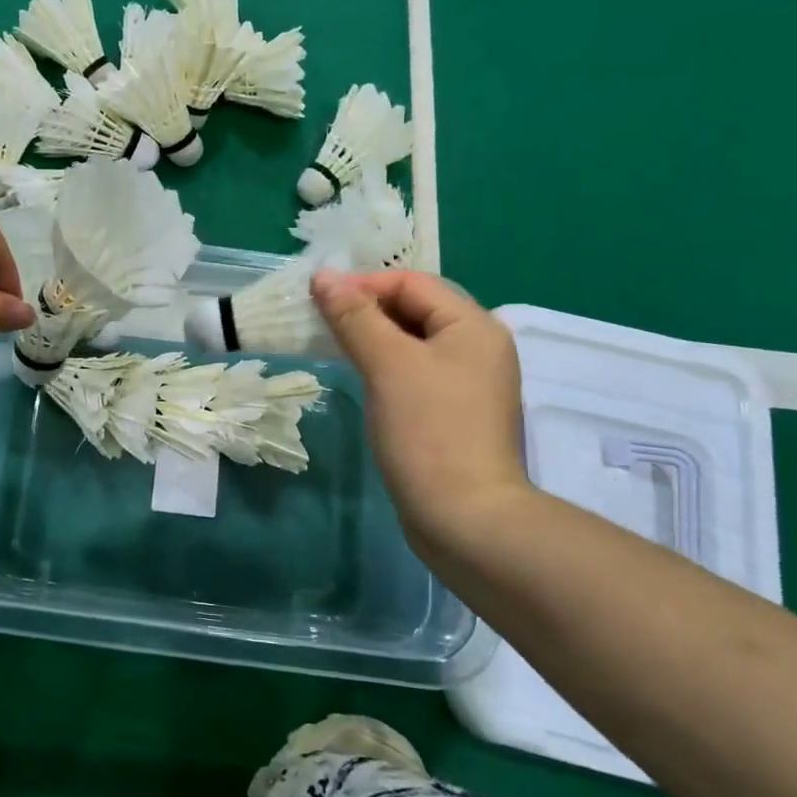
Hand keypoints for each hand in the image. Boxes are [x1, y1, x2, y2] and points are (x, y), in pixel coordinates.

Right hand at [311, 269, 531, 551]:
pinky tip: (360, 377)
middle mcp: (478, 347)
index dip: (363, 284)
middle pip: (415, 309)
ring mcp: (469, 383)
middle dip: (366, 309)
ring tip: (332, 345)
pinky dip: (385, 365)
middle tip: (320, 322)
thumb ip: (355, 316)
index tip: (318, 300)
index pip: (412, 282)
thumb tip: (324, 277)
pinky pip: (415, 371)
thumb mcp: (387, 364)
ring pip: (412, 342)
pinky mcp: (455, 412)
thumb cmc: (428, 431)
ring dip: (372, 337)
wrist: (465, 518)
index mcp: (474, 326)